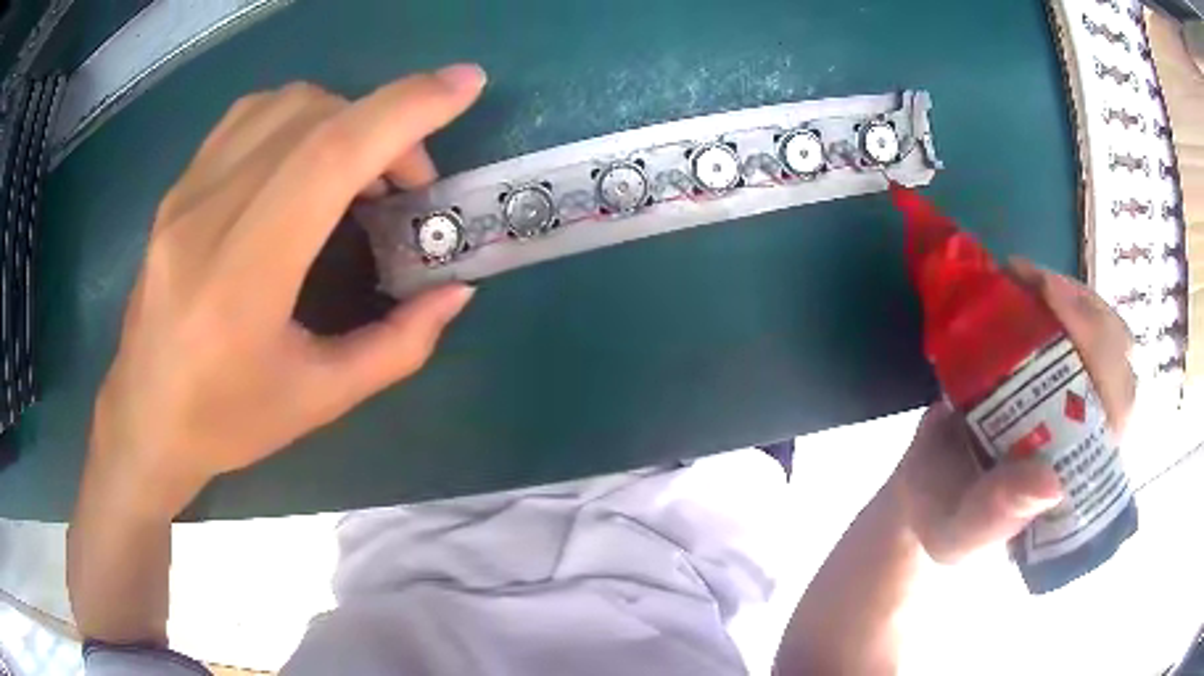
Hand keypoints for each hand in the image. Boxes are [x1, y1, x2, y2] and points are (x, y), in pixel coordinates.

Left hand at [88, 65, 486, 516]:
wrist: (144, 419)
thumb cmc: (226, 422)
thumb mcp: (321, 400)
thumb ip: (398, 345)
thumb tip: (455, 290)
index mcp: (241, 278)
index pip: (328, 156)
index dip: (405, 109)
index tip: (465, 85)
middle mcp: (206, 217)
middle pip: (312, 117)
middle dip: (385, 125)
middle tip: (405, 185)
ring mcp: (184, 195)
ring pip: (281, 104)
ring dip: (342, 118)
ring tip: (357, 172)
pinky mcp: (177, 189)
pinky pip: (247, 118)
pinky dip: (298, 118)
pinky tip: (305, 162)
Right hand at [894, 259, 1135, 562]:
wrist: (926, 491)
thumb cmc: (946, 519)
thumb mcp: (961, 533)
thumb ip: (996, 517)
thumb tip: (1053, 483)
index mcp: (1082, 475)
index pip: (1119, 411)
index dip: (1102, 354)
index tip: (1054, 309)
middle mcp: (1091, 429)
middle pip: (1119, 358)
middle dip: (1086, 312)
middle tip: (1035, 286)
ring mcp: (1075, 393)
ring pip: (1102, 331)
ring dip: (1070, 295)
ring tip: (1021, 277)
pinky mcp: (1053, 367)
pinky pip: (1072, 322)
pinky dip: (1049, 292)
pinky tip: (1019, 280)